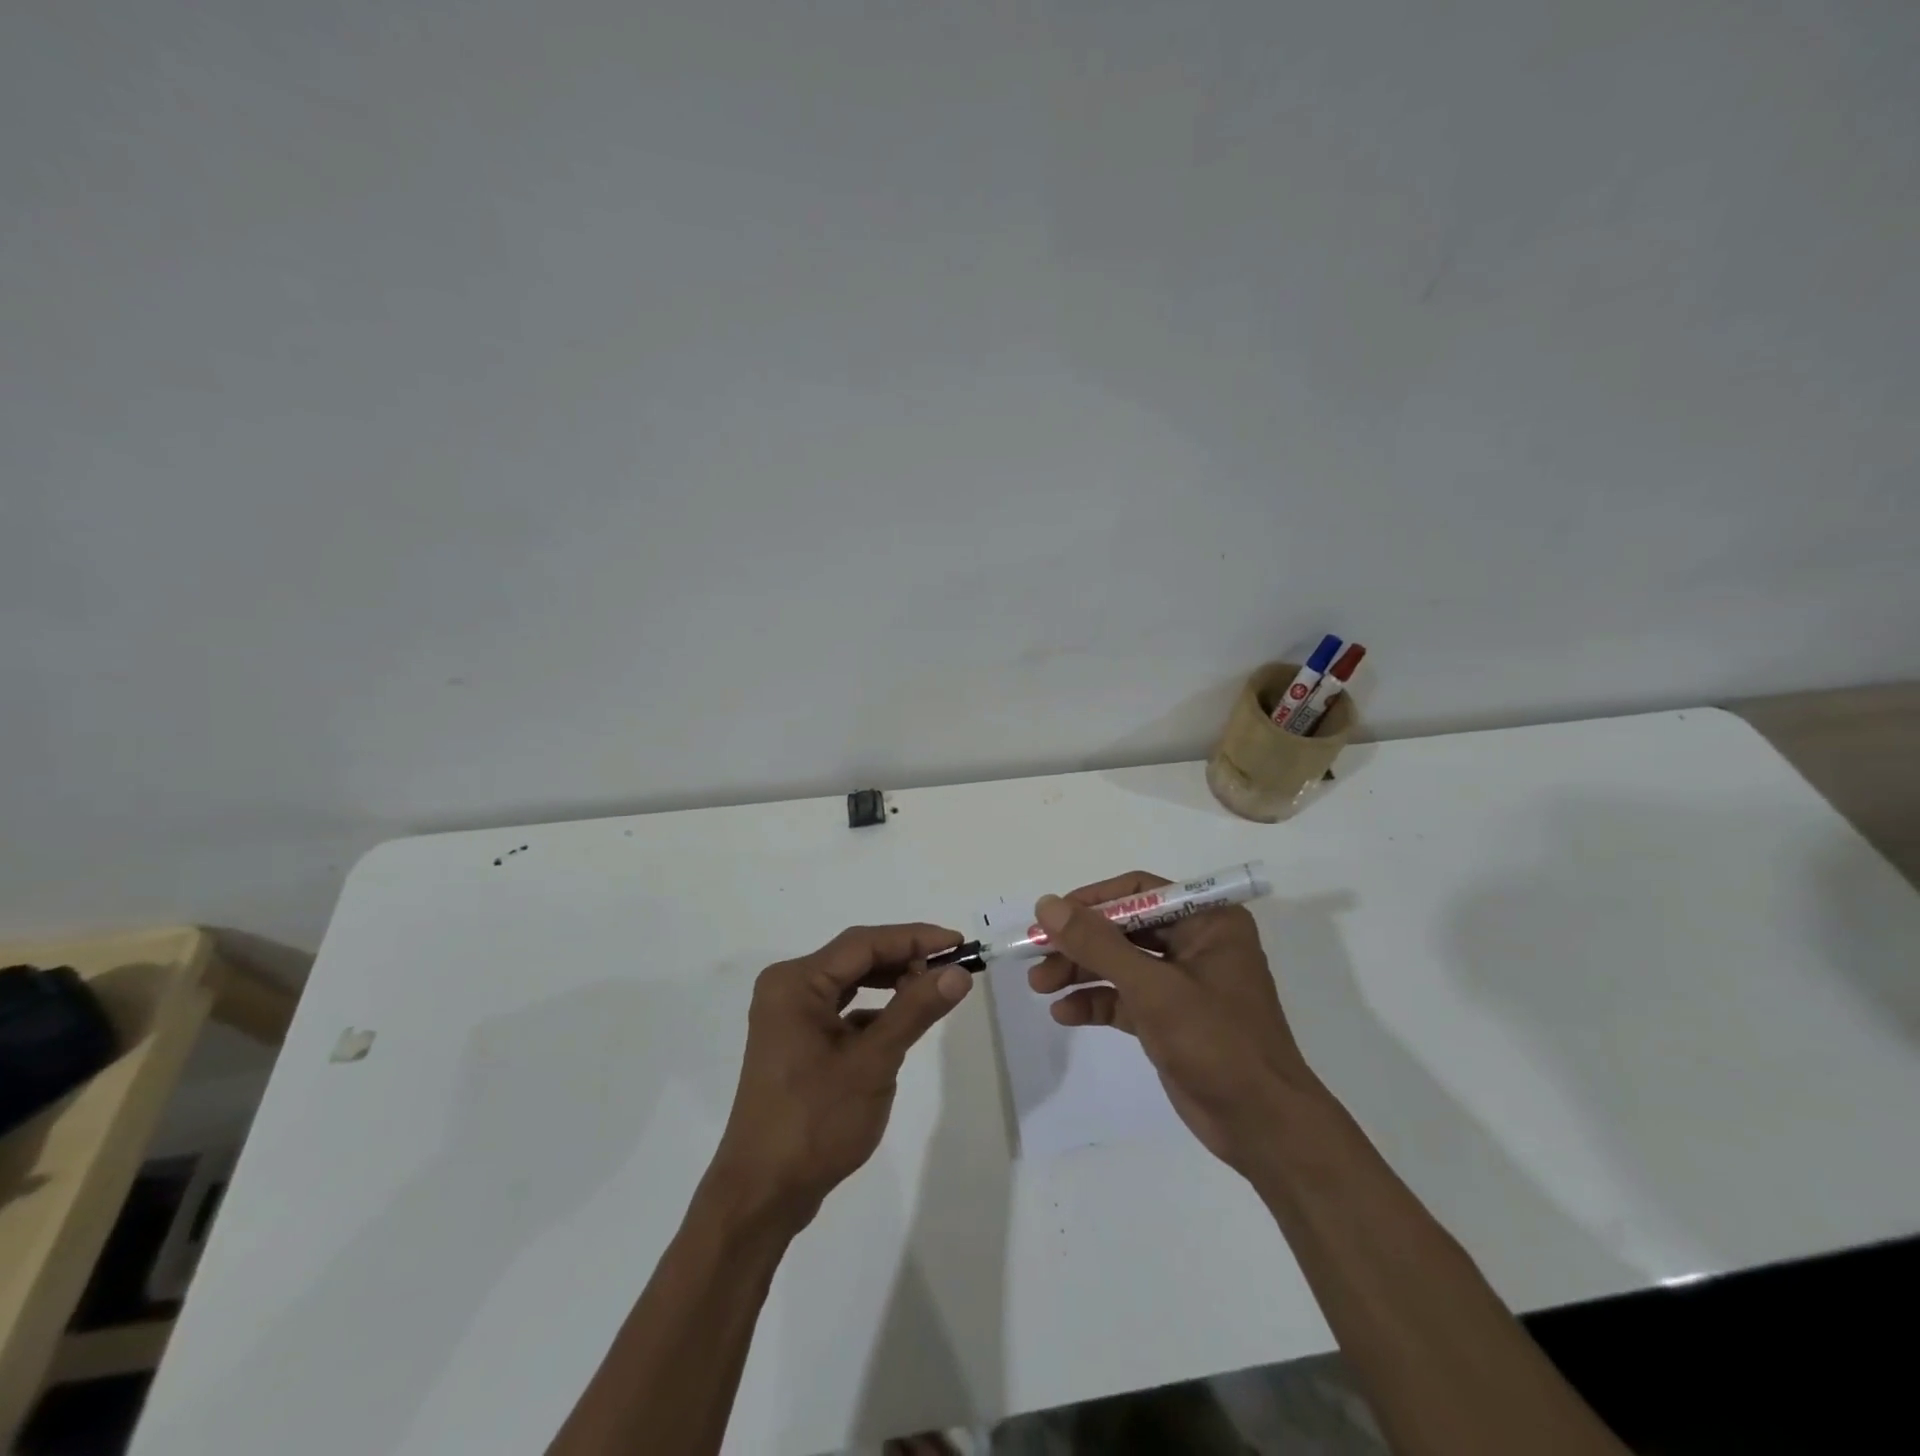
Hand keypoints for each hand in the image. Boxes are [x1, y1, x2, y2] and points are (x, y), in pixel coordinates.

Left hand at [708, 924, 972, 1231]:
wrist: (762, 1195)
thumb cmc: (815, 1122)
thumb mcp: (872, 1063)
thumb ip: (915, 1010)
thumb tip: (957, 973)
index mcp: (796, 983)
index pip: (863, 943)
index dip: (914, 938)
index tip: (959, 943)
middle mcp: (787, 989)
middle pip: (856, 958)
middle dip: (905, 958)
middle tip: (951, 967)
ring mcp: (789, 1016)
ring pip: (850, 983)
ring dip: (891, 982)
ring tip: (933, 987)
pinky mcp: (796, 1042)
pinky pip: (841, 1009)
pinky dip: (873, 1010)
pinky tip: (900, 1022)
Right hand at [1029, 872, 1318, 1174]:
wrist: (1264, 1128)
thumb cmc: (1216, 1043)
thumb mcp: (1152, 988)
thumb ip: (1098, 945)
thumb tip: (1047, 904)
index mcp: (1208, 921)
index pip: (1139, 891)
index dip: (1092, 901)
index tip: (1051, 917)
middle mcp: (1196, 943)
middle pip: (1124, 928)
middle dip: (1080, 944)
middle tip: (1037, 958)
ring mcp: (1183, 982)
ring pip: (1121, 964)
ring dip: (1081, 972)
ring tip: (1040, 986)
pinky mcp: (1171, 1018)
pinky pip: (1126, 998)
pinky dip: (1096, 1002)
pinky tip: (1065, 1013)